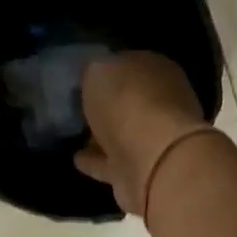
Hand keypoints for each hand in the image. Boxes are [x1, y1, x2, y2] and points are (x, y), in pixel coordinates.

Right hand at [77, 52, 214, 217]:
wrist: (152, 160)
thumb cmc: (127, 102)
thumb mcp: (99, 69)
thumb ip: (95, 70)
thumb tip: (93, 75)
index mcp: (157, 69)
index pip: (129, 64)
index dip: (107, 69)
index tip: (84, 77)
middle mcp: (161, 103)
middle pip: (128, 100)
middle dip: (107, 104)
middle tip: (78, 106)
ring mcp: (153, 140)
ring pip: (121, 133)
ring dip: (101, 135)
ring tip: (75, 134)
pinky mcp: (140, 172)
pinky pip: (112, 162)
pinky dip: (96, 161)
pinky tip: (76, 158)